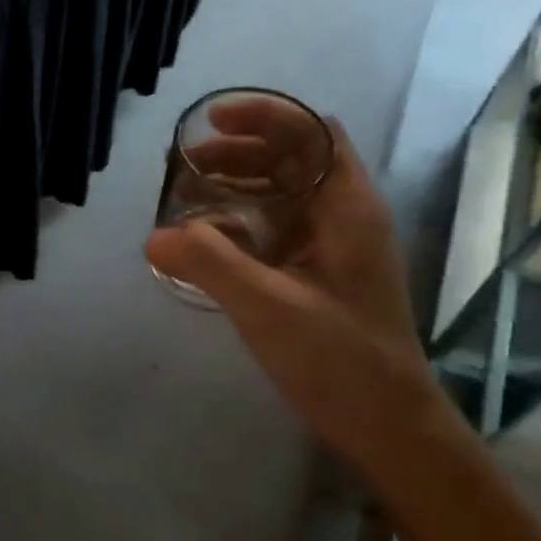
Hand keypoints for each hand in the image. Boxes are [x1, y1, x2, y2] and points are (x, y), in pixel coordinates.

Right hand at [146, 114, 440, 463]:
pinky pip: (277, 232)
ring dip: (237, 188)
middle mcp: (345, 218)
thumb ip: (209, 263)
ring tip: (187, 199)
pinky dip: (241, 224)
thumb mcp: (267, 306)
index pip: (311, 134)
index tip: (212, 122)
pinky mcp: (321, 277)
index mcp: (347, 208)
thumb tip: (154, 235)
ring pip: (284, 197)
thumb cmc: (339, 358)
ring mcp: (334, 249)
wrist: (387, 423)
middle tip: (185, 166)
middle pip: (293, 161)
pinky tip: (208, 244)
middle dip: (239, 153)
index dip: (264, 117)